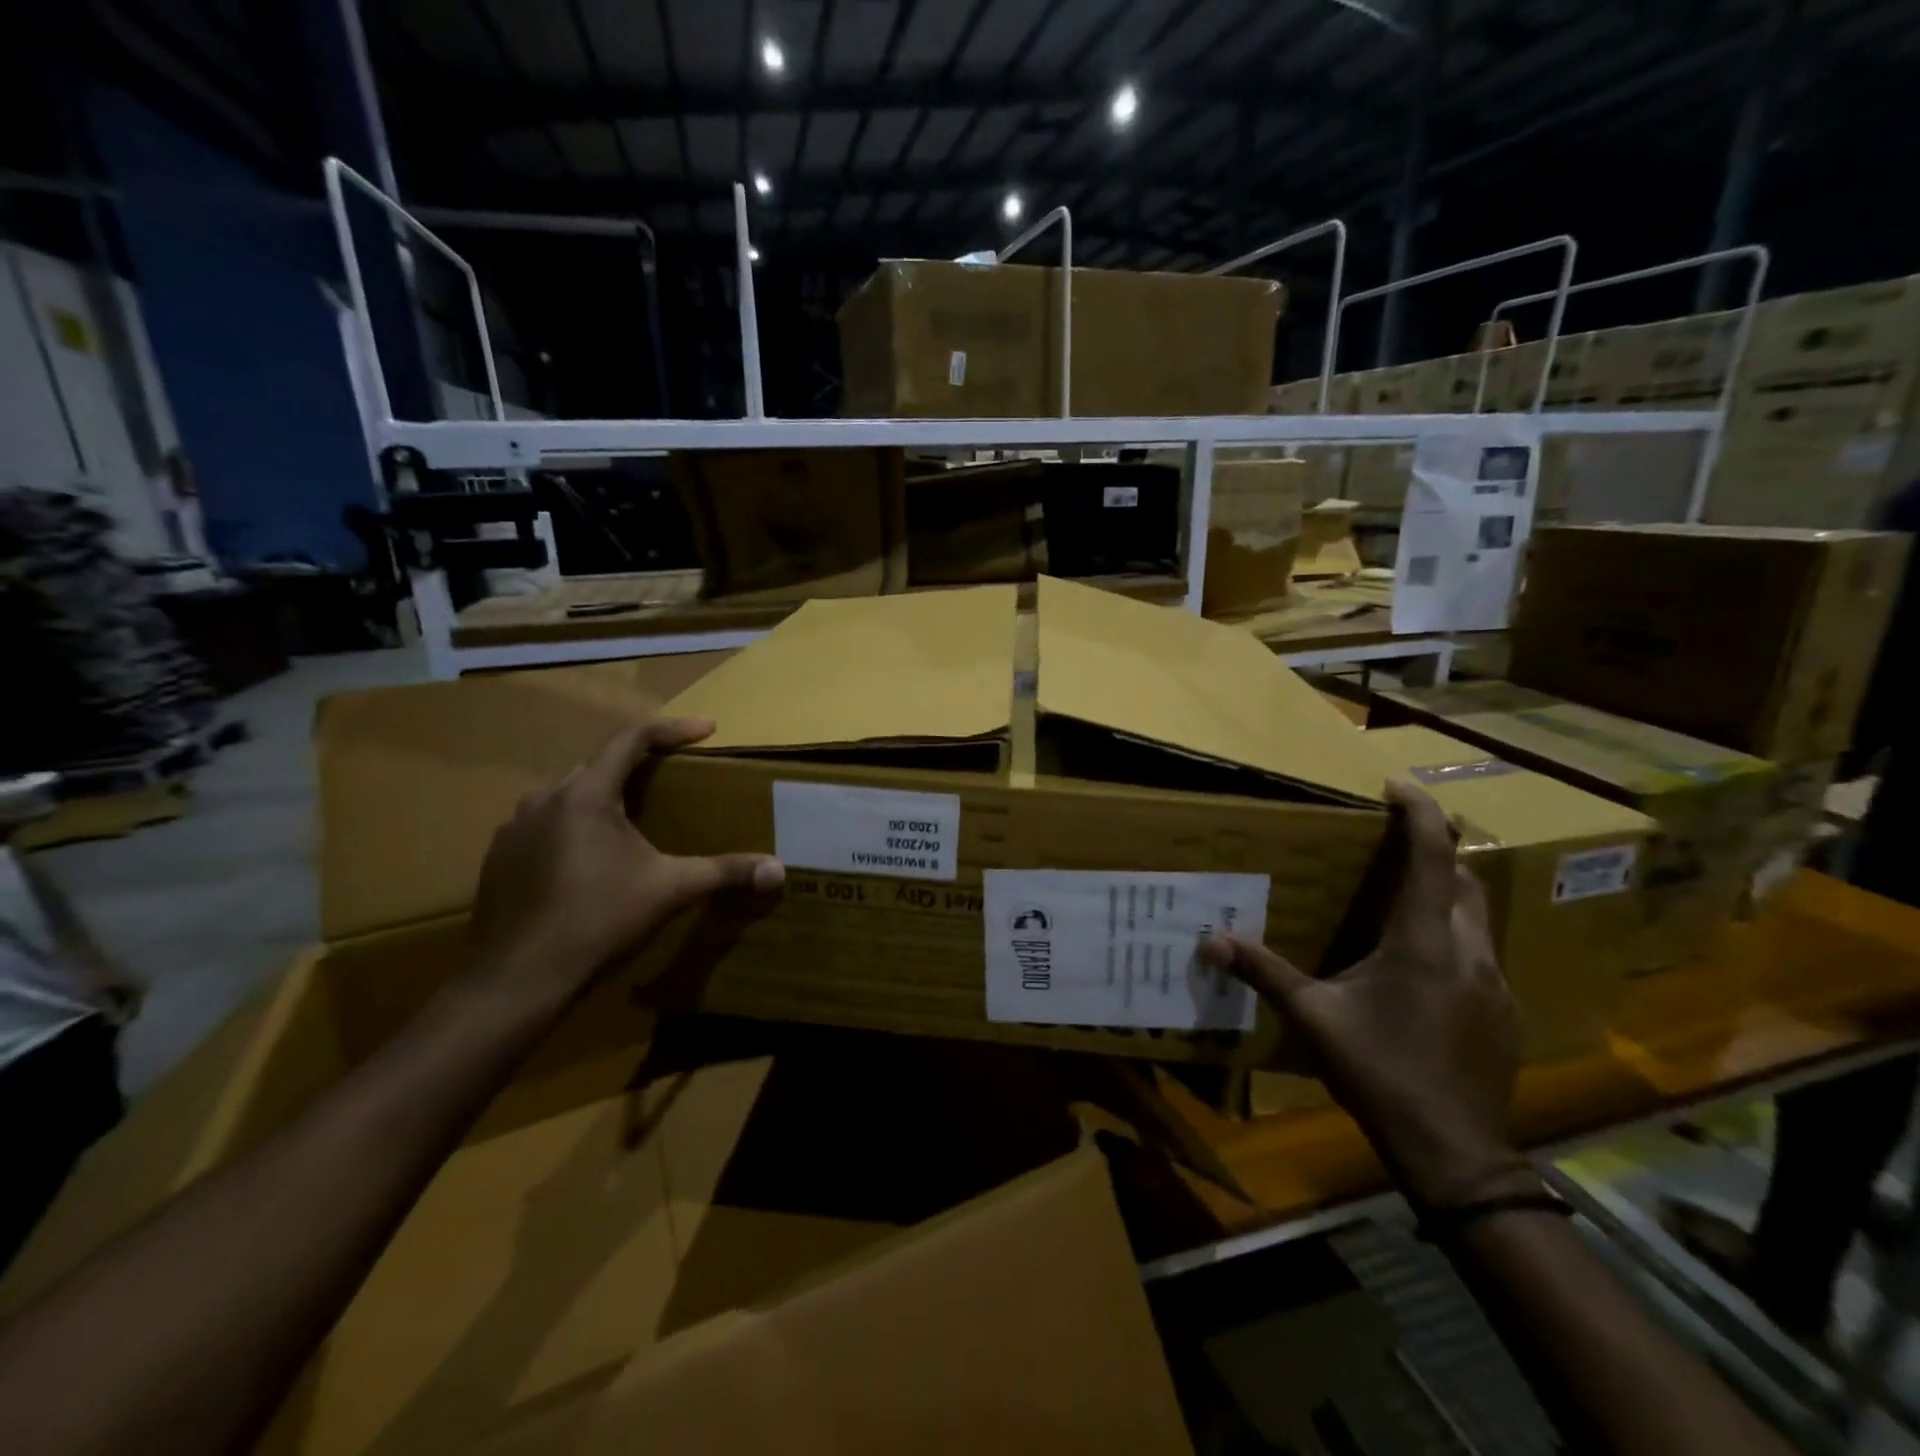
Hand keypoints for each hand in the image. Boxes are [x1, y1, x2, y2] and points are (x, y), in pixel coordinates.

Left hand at [468, 717, 784, 1004]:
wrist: (518, 981)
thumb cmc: (599, 922)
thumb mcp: (670, 890)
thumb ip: (724, 872)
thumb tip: (778, 870)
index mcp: (585, 795)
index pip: (632, 738)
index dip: (674, 729)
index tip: (708, 730)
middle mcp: (543, 799)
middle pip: (600, 763)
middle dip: (641, 762)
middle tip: (676, 773)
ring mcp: (514, 829)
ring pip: (570, 794)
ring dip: (607, 796)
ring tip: (637, 818)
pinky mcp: (500, 858)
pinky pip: (547, 825)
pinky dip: (577, 826)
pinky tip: (594, 859)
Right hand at [1200, 781, 1531, 1208]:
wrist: (1454, 1153)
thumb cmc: (1381, 1073)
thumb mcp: (1313, 1018)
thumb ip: (1265, 973)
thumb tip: (1210, 940)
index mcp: (1423, 942)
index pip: (1431, 857)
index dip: (1420, 813)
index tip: (1399, 784)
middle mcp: (1469, 952)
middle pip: (1462, 879)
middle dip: (1434, 850)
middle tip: (1394, 841)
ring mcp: (1495, 984)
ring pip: (1476, 917)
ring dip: (1444, 894)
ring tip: (1402, 899)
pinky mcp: (1504, 1013)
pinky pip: (1479, 954)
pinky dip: (1452, 937)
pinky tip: (1420, 968)